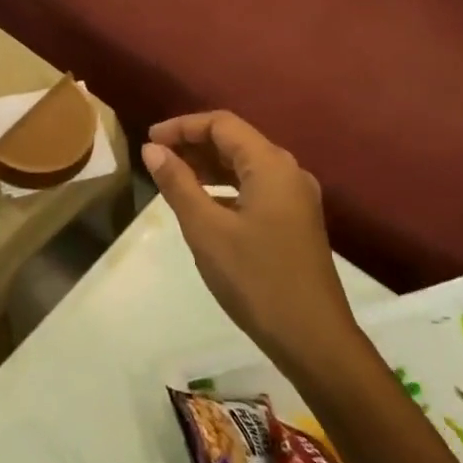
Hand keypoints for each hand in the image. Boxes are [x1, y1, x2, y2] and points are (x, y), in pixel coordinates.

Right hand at [142, 112, 356, 369]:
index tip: (149, 141)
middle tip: (156, 158)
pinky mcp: (295, 221)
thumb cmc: (256, 279)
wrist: (313, 338)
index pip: (222, 124)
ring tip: (172, 178)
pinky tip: (203, 205)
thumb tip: (152, 149)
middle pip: (236, 140)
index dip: (182, 126)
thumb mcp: (206, 229)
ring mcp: (296, 198)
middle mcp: (288, 172)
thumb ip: (178, 184)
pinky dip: (226, 188)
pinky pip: (255, 188)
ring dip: (209, 166)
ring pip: (246, 165)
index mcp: (271, 165)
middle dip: (194, 144)